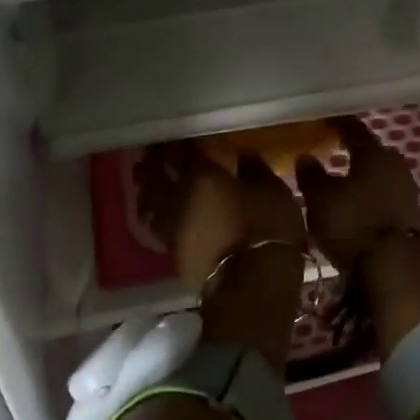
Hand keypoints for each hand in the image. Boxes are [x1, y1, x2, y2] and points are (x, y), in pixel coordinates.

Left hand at [136, 142, 307, 293]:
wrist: (251, 285)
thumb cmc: (266, 228)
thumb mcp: (272, 190)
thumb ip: (254, 169)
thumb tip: (243, 155)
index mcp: (200, 174)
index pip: (182, 151)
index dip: (177, 142)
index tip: (175, 134)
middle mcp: (177, 197)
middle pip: (156, 176)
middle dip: (153, 163)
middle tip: (151, 153)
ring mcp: (172, 228)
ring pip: (151, 202)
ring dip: (147, 189)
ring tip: (146, 182)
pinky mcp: (173, 254)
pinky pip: (159, 226)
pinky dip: (157, 214)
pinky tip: (160, 214)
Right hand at [295, 116, 419, 271]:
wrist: (393, 265)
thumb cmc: (352, 222)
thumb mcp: (320, 198)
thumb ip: (311, 174)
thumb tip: (306, 157)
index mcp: (373, 152)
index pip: (353, 128)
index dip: (336, 124)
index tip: (322, 121)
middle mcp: (394, 163)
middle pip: (370, 150)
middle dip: (351, 150)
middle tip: (330, 150)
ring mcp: (406, 188)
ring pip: (378, 172)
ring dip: (362, 174)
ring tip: (340, 179)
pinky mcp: (409, 212)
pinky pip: (384, 192)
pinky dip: (370, 193)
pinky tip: (356, 202)